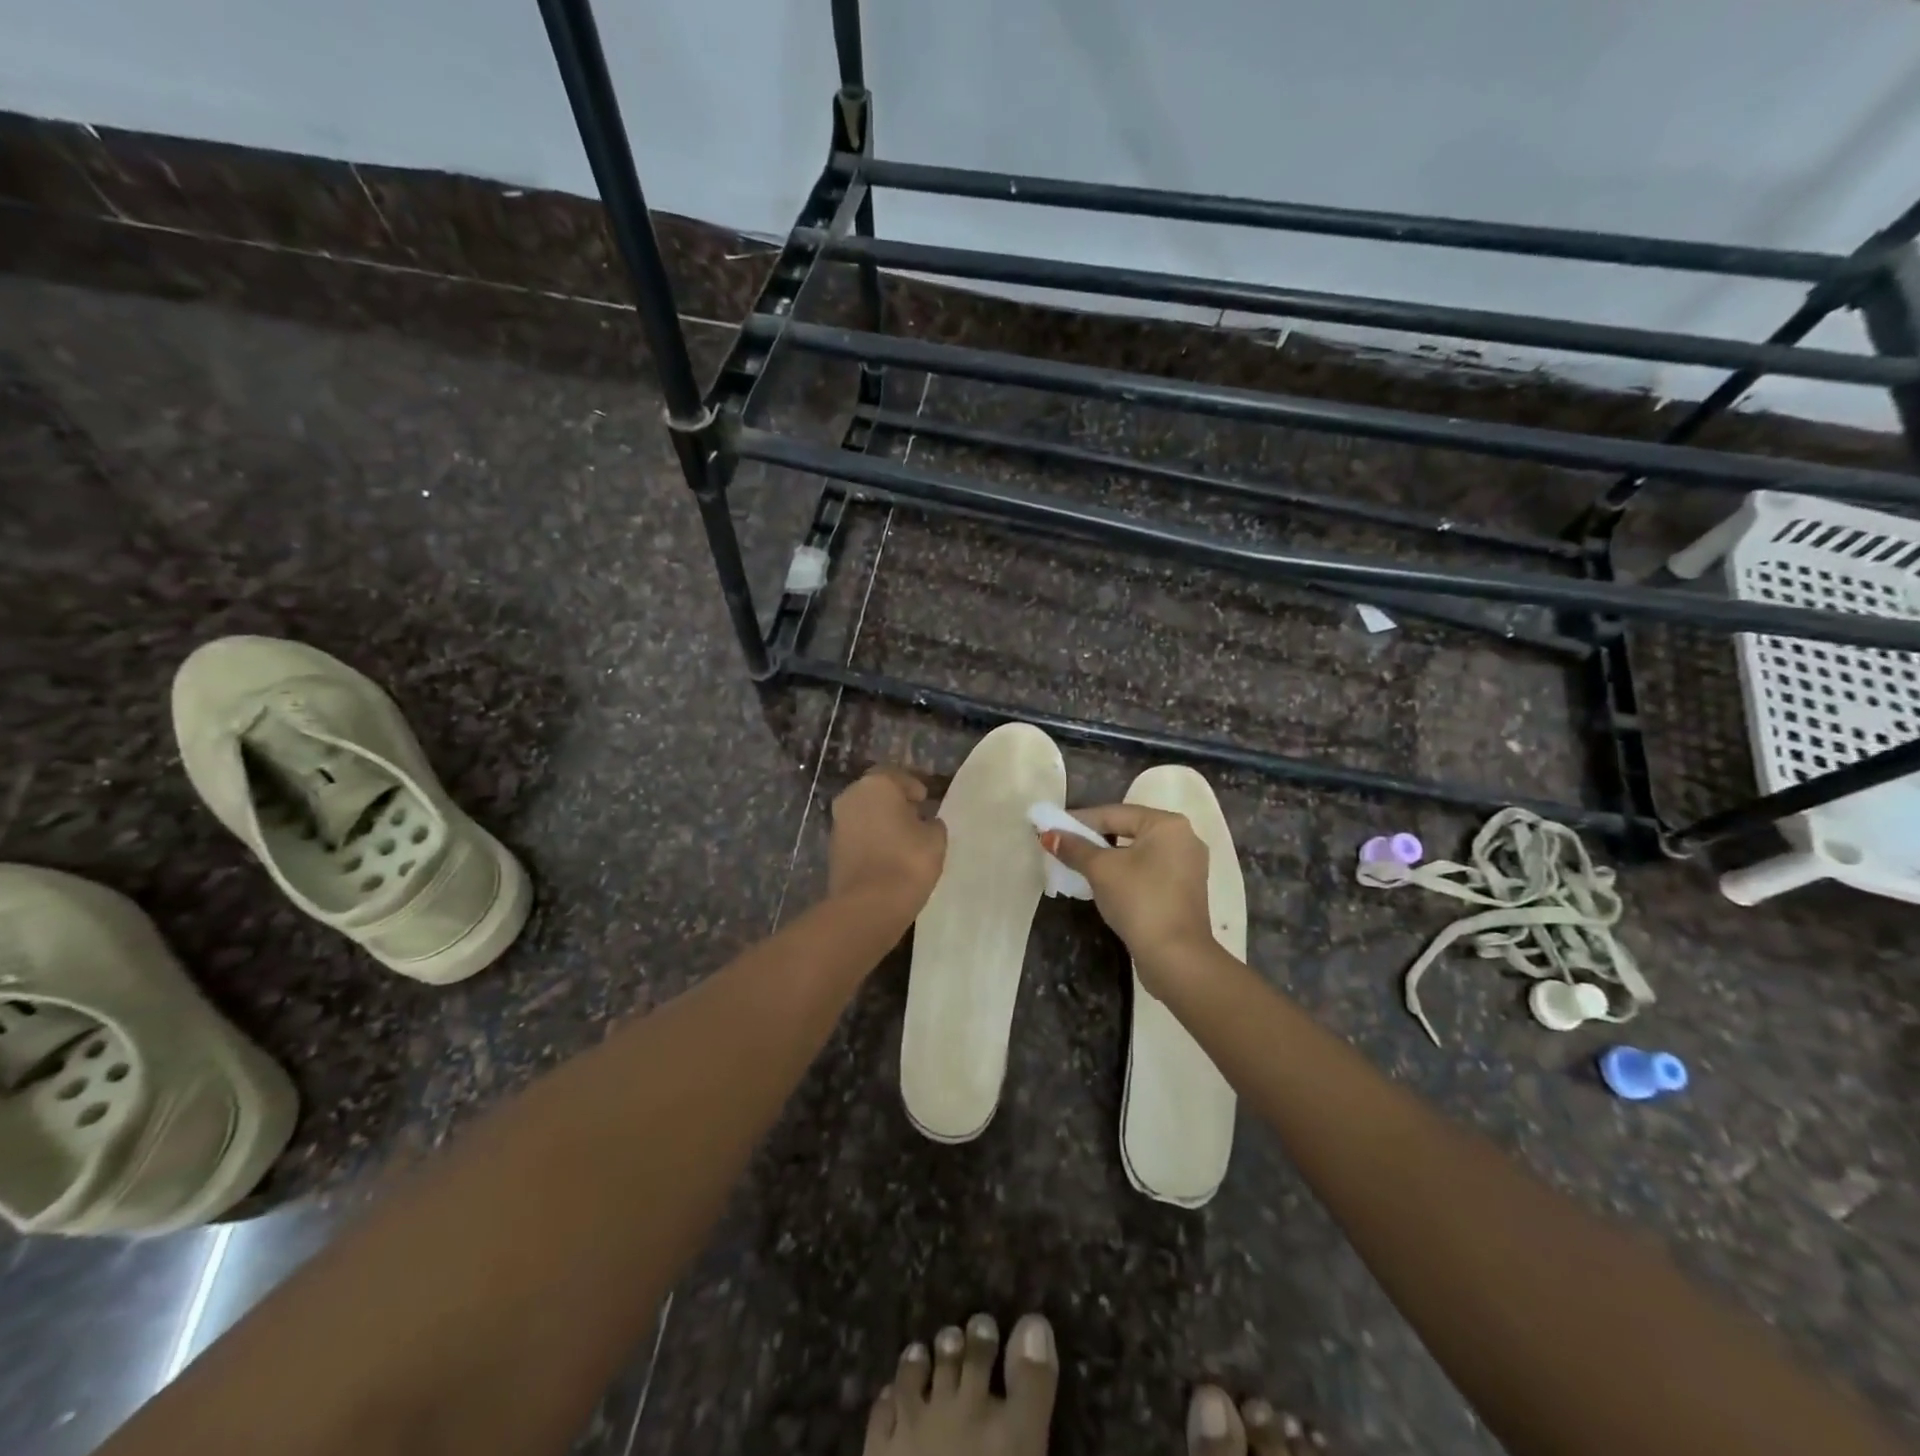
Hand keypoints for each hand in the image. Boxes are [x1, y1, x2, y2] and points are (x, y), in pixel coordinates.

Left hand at [828, 767, 946, 921]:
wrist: (868, 906)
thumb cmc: (907, 861)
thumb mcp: (935, 839)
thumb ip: (932, 823)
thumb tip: (925, 822)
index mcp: (877, 785)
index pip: (898, 776)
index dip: (914, 787)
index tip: (926, 800)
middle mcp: (852, 797)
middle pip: (877, 793)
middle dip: (895, 802)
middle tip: (916, 816)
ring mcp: (838, 823)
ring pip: (865, 814)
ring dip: (882, 821)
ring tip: (904, 838)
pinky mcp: (833, 849)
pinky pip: (858, 836)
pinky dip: (872, 840)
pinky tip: (889, 855)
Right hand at [1040, 804, 1217, 994]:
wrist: (1176, 957)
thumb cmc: (1139, 901)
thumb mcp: (1101, 870)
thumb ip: (1074, 848)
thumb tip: (1048, 835)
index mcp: (1167, 824)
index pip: (1114, 814)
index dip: (1079, 820)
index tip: (1052, 827)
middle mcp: (1183, 838)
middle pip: (1127, 830)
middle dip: (1093, 839)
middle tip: (1063, 845)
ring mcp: (1187, 866)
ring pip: (1137, 852)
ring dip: (1107, 857)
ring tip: (1077, 864)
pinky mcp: (1183, 891)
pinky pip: (1147, 871)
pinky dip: (1124, 872)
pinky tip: (1102, 883)